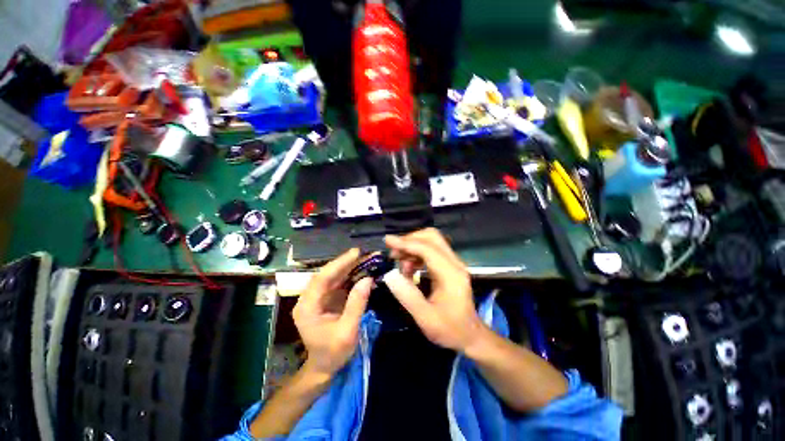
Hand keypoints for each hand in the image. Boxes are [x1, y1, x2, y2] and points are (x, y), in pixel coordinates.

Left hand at [293, 248, 372, 375]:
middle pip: (327, 274)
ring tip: (365, 258)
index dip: (339, 263)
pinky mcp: (325, 299)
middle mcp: (309, 299)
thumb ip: (356, 304)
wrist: (324, 367)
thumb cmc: (333, 353)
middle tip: (364, 253)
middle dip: (346, 263)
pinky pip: (337, 283)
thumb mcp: (347, 331)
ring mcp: (316, 298)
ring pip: (332, 276)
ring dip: (349, 267)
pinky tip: (361, 270)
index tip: (356, 253)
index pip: (322, 278)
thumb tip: (368, 279)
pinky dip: (349, 276)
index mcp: (307, 307)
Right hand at [384, 228, 486, 352]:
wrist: (471, 335)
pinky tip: (410, 270)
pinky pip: (432, 251)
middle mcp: (454, 263)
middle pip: (432, 237)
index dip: (406, 243)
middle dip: (410, 240)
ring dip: (413, 247)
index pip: (427, 248)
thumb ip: (407, 296)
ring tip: (401, 266)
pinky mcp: (450, 266)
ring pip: (431, 242)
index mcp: (451, 274)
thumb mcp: (426, 319)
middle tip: (395, 254)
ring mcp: (453, 263)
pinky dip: (417, 255)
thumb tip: (390, 275)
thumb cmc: (450, 330)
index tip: (387, 241)